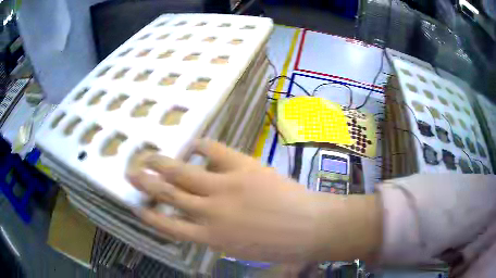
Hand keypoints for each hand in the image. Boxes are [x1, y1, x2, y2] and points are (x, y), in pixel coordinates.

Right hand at [127, 140, 380, 262]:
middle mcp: (209, 213)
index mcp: (210, 237)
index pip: (168, 227)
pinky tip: (192, 143)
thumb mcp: (241, 251)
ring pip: (182, 173)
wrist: (311, 228)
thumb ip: (218, 237)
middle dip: (146, 183)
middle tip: (131, 172)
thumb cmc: (280, 245)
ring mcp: (224, 188)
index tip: (137, 207)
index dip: (150, 216)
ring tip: (148, 156)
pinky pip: (213, 151)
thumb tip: (203, 220)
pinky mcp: (242, 167)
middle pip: (168, 195)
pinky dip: (200, 146)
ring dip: (161, 164)